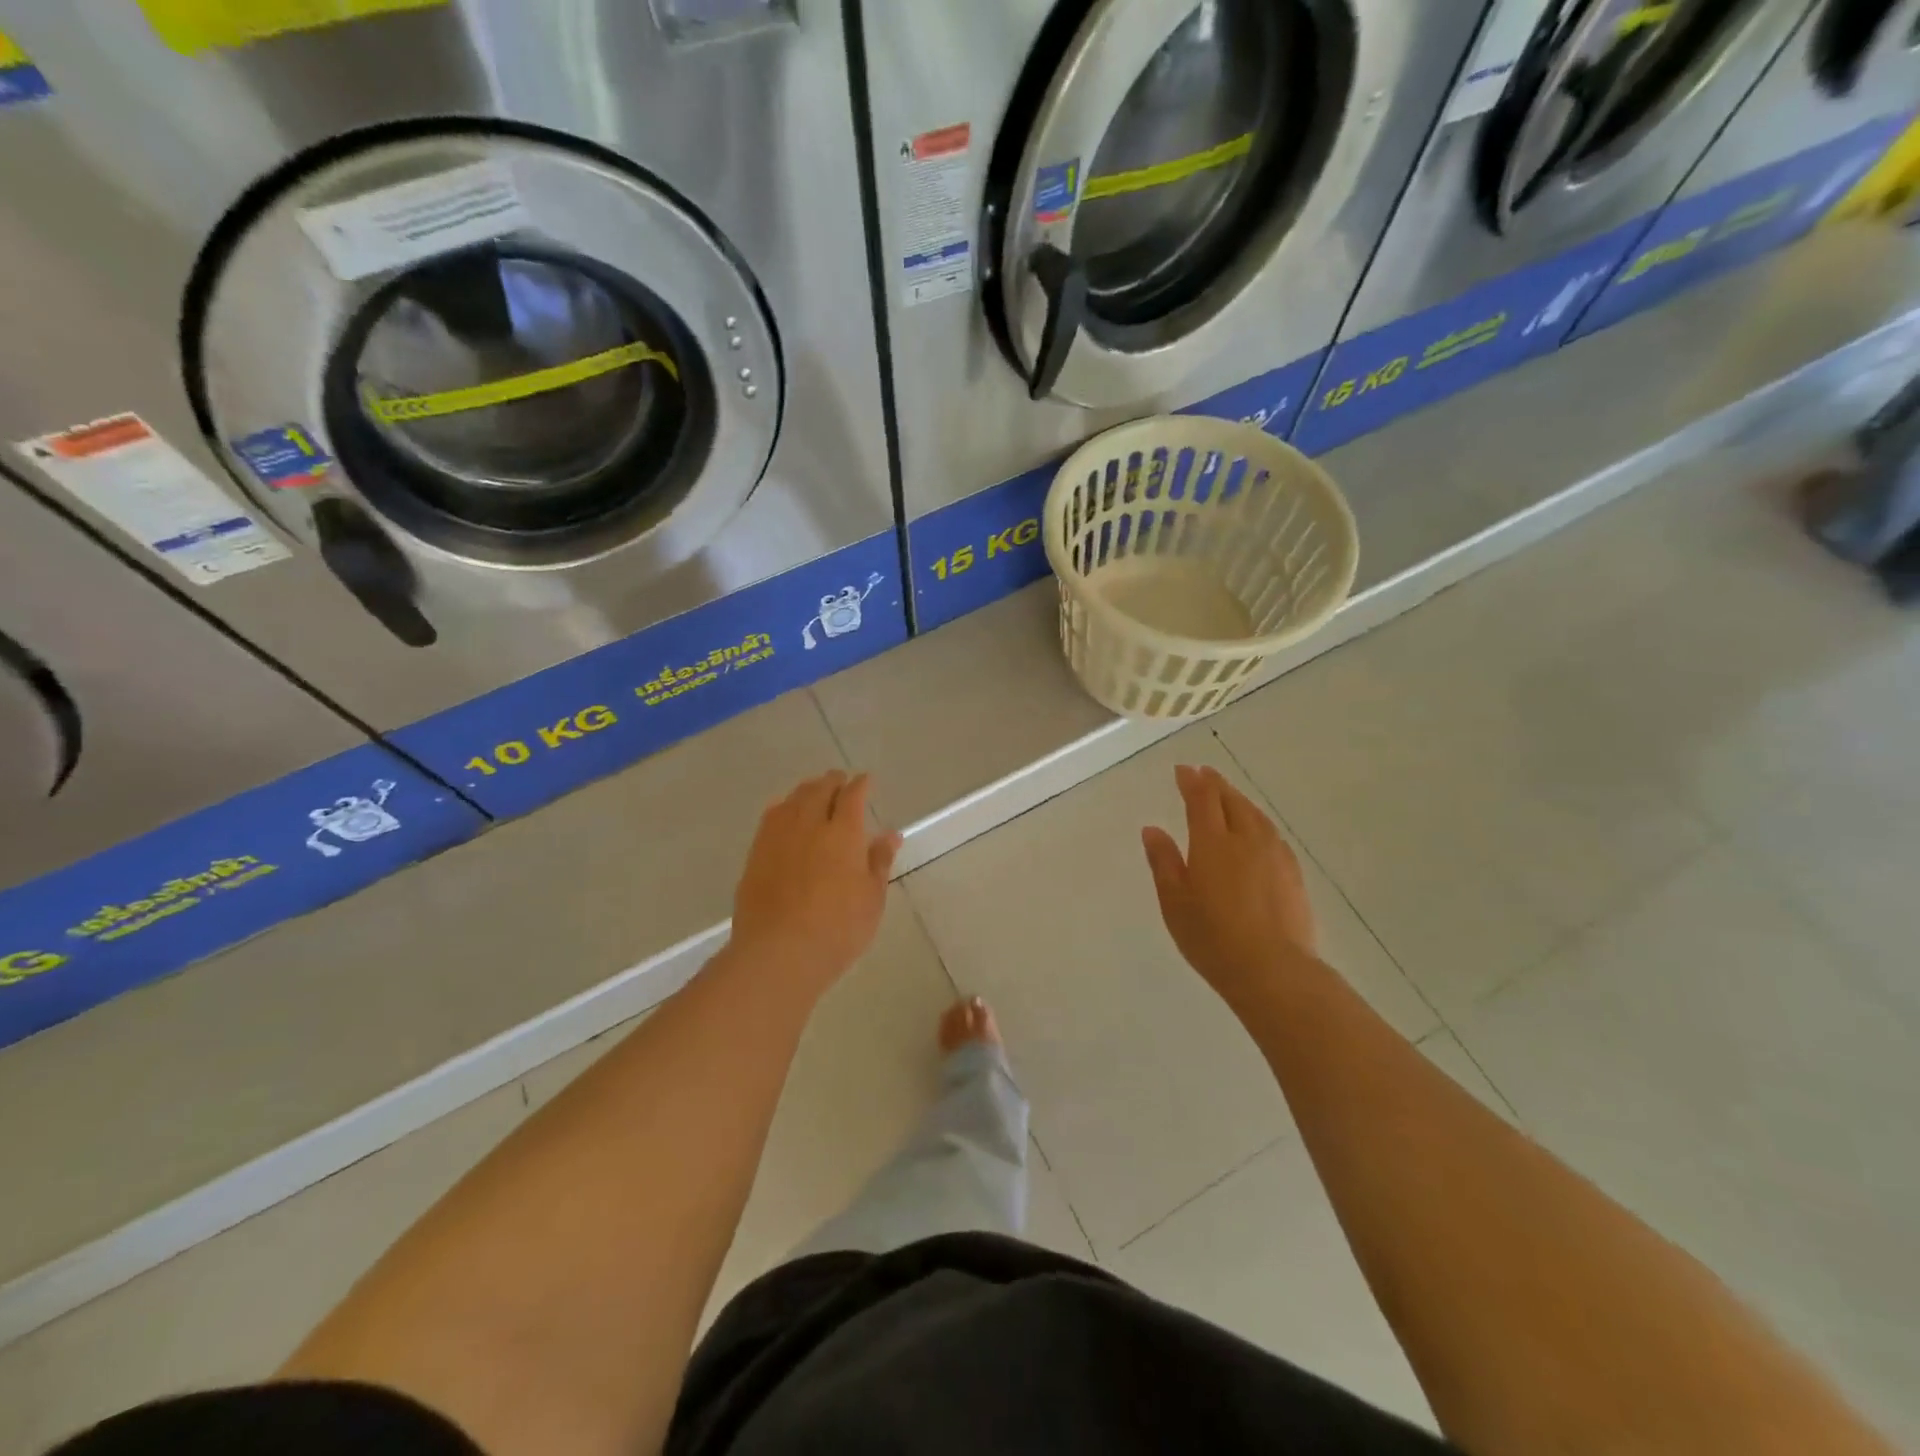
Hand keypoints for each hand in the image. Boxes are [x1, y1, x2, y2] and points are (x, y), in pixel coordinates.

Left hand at [729, 770, 900, 1001]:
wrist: (778, 952)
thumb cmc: (837, 929)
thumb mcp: (871, 898)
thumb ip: (879, 861)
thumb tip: (890, 834)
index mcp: (843, 833)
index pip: (853, 795)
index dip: (861, 784)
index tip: (867, 780)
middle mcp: (809, 824)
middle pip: (820, 789)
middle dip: (833, 781)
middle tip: (841, 781)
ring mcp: (778, 836)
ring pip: (793, 799)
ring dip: (807, 790)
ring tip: (815, 792)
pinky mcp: (756, 853)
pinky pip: (771, 817)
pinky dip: (784, 807)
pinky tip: (785, 814)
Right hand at [1142, 765, 1317, 1008]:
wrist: (1273, 970)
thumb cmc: (1212, 937)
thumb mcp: (1174, 902)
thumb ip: (1163, 862)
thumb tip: (1153, 829)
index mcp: (1212, 842)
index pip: (1202, 799)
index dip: (1191, 781)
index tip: (1183, 769)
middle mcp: (1246, 839)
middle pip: (1231, 801)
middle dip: (1215, 784)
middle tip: (1203, 774)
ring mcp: (1274, 855)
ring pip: (1255, 815)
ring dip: (1238, 799)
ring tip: (1228, 796)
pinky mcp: (1293, 873)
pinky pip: (1272, 833)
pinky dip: (1258, 821)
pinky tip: (1257, 831)